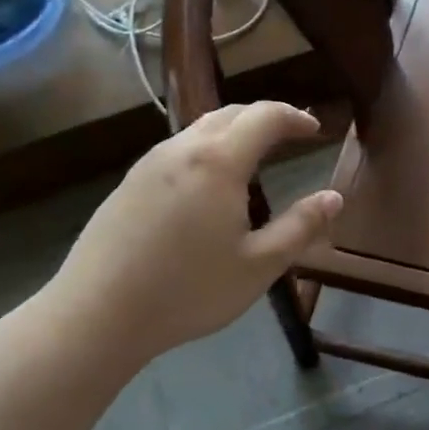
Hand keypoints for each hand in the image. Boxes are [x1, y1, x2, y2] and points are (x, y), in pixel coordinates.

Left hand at [49, 102, 341, 369]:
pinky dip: (207, 147)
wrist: (94, 316)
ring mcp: (150, 163)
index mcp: (219, 161)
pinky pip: (178, 148)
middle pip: (232, 113)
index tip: (315, 129)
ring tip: (254, 154)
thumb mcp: (258, 265)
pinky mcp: (129, 182)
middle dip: (266, 117)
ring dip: (234, 130)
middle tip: (290, 135)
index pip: (265, 116)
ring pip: (201, 127)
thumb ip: (301, 227)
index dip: (295, 117)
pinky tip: (209, 182)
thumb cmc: (186, 291)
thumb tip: (334, 197)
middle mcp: (183, 148)